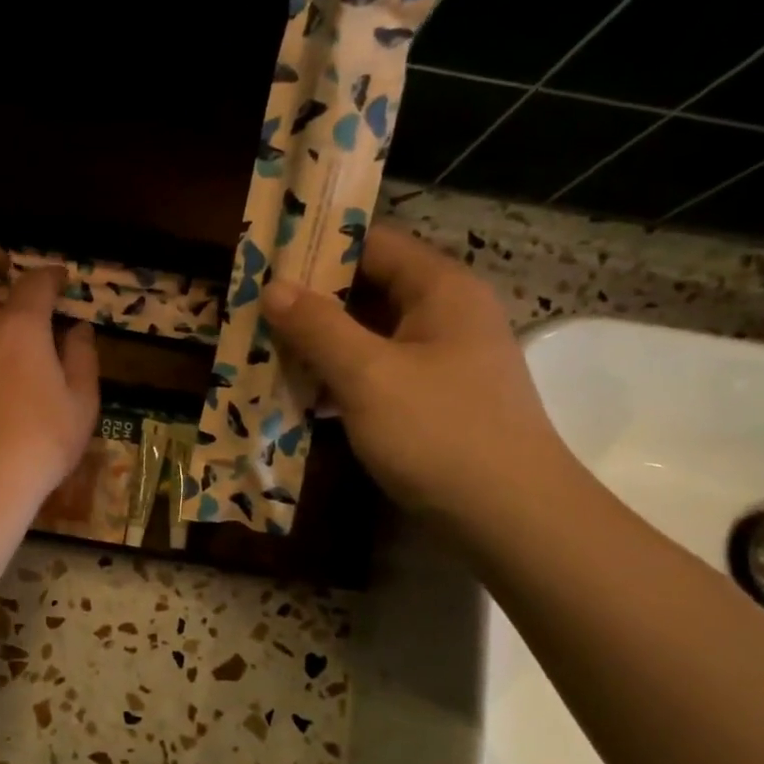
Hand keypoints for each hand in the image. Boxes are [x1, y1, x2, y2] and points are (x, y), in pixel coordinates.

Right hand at [261, 224, 566, 515]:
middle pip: (369, 290)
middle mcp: (445, 316)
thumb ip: (317, 327)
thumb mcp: (368, 375)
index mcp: (440, 290)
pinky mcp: (433, 402)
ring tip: (262, 350)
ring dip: (319, 345)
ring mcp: (442, 362)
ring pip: (369, 337)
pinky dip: (339, 379)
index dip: (317, 248)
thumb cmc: (439, 433)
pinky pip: (377, 375)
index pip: (373, 244)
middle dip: (310, 302)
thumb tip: (273, 286)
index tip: (264, 262)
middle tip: (252, 311)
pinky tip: (299, 394)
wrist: (511, 519)